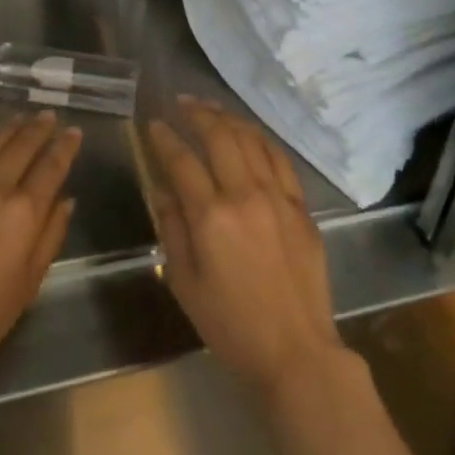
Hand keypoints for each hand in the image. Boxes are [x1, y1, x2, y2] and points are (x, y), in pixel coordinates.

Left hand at [0, 113, 81, 371]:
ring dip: (9, 126)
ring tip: (20, 118)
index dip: (66, 145)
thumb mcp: (31, 281)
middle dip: (39, 127)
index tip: (74, 132)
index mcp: (24, 211)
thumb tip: (66, 200)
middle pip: (22, 144)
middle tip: (49, 116)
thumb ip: (52, 234)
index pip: (52, 165)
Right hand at [147, 97, 347, 399]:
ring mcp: (278, 197)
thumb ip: (172, 229)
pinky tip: (249, 133)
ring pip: (251, 139)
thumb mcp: (185, 283)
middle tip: (182, 102)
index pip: (182, 161)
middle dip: (197, 113)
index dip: (164, 139)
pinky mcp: (301, 206)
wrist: (296, 352)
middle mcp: (245, 195)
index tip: (153, 125)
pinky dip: (260, 139)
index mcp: (211, 217)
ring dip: (228, 118)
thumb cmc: (231, 325)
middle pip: (220, 136)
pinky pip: (279, 159)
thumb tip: (163, 190)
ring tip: (211, 107)